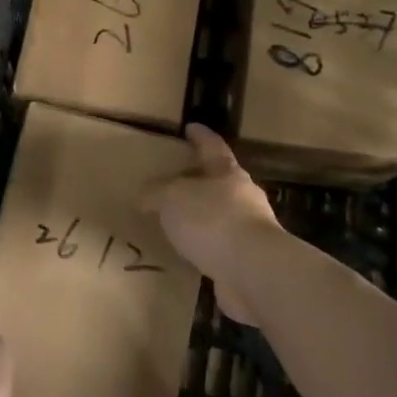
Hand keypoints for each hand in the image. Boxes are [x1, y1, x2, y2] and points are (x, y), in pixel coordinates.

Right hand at [141, 125, 280, 323]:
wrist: (253, 270)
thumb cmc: (212, 220)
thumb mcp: (172, 198)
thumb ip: (156, 193)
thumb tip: (144, 196)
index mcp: (228, 173)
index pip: (212, 147)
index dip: (200, 136)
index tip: (190, 127)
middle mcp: (243, 197)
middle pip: (220, 181)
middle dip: (200, 180)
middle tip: (175, 180)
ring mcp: (249, 229)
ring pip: (220, 215)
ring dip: (201, 216)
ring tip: (175, 221)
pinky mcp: (247, 260)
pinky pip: (219, 246)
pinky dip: (204, 246)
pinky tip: (188, 253)